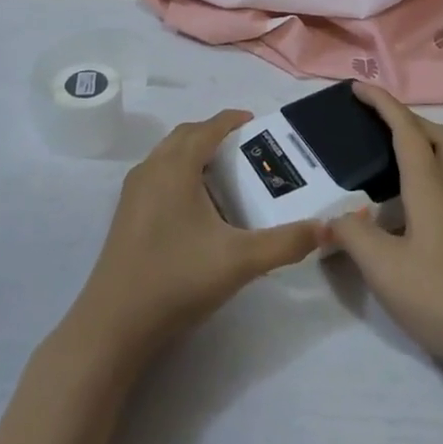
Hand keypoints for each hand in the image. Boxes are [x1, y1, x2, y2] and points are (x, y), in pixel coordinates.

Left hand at [65, 111, 321, 364]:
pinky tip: (197, 209)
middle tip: (246, 149)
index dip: (233, 120)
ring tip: (226, 176)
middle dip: (215, 135)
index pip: (208, 128)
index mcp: (175, 167)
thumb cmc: (178, 278)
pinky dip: (180, 175)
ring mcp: (134, 192)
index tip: (258, 124)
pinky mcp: (126, 214)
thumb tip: (327, 228)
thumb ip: (286, 243)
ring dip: (195, 154)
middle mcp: (151, 168)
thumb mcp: (241, 261)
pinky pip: (158, 176)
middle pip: (185, 136)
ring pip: (168, 156)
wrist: (115, 323)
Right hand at [328, 85, 442, 384]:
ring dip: (419, 148)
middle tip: (377, 126)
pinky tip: (398, 211)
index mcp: (430, 187)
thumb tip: (333, 219)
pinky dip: (421, 180)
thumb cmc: (442, 296)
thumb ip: (352, 236)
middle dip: (409, 120)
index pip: (406, 131)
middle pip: (440, 137)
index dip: (383, 104)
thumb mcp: (383, 267)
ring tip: (382, 163)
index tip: (357, 89)